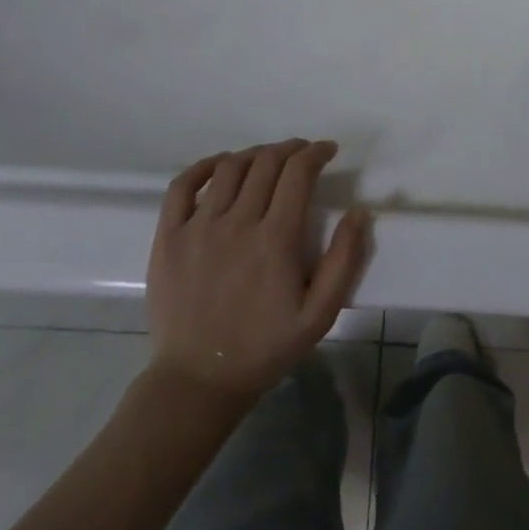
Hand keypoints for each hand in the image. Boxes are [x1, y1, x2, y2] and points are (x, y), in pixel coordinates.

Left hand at [146, 139, 371, 398]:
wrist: (199, 380)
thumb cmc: (266, 347)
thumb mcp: (320, 313)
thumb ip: (345, 260)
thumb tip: (359, 211)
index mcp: (275, 239)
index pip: (298, 172)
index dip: (316, 152)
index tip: (328, 151)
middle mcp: (236, 223)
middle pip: (266, 162)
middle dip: (290, 149)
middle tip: (303, 154)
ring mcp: (198, 227)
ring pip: (229, 167)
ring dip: (255, 154)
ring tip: (268, 160)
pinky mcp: (169, 237)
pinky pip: (182, 185)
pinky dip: (204, 166)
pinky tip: (219, 166)